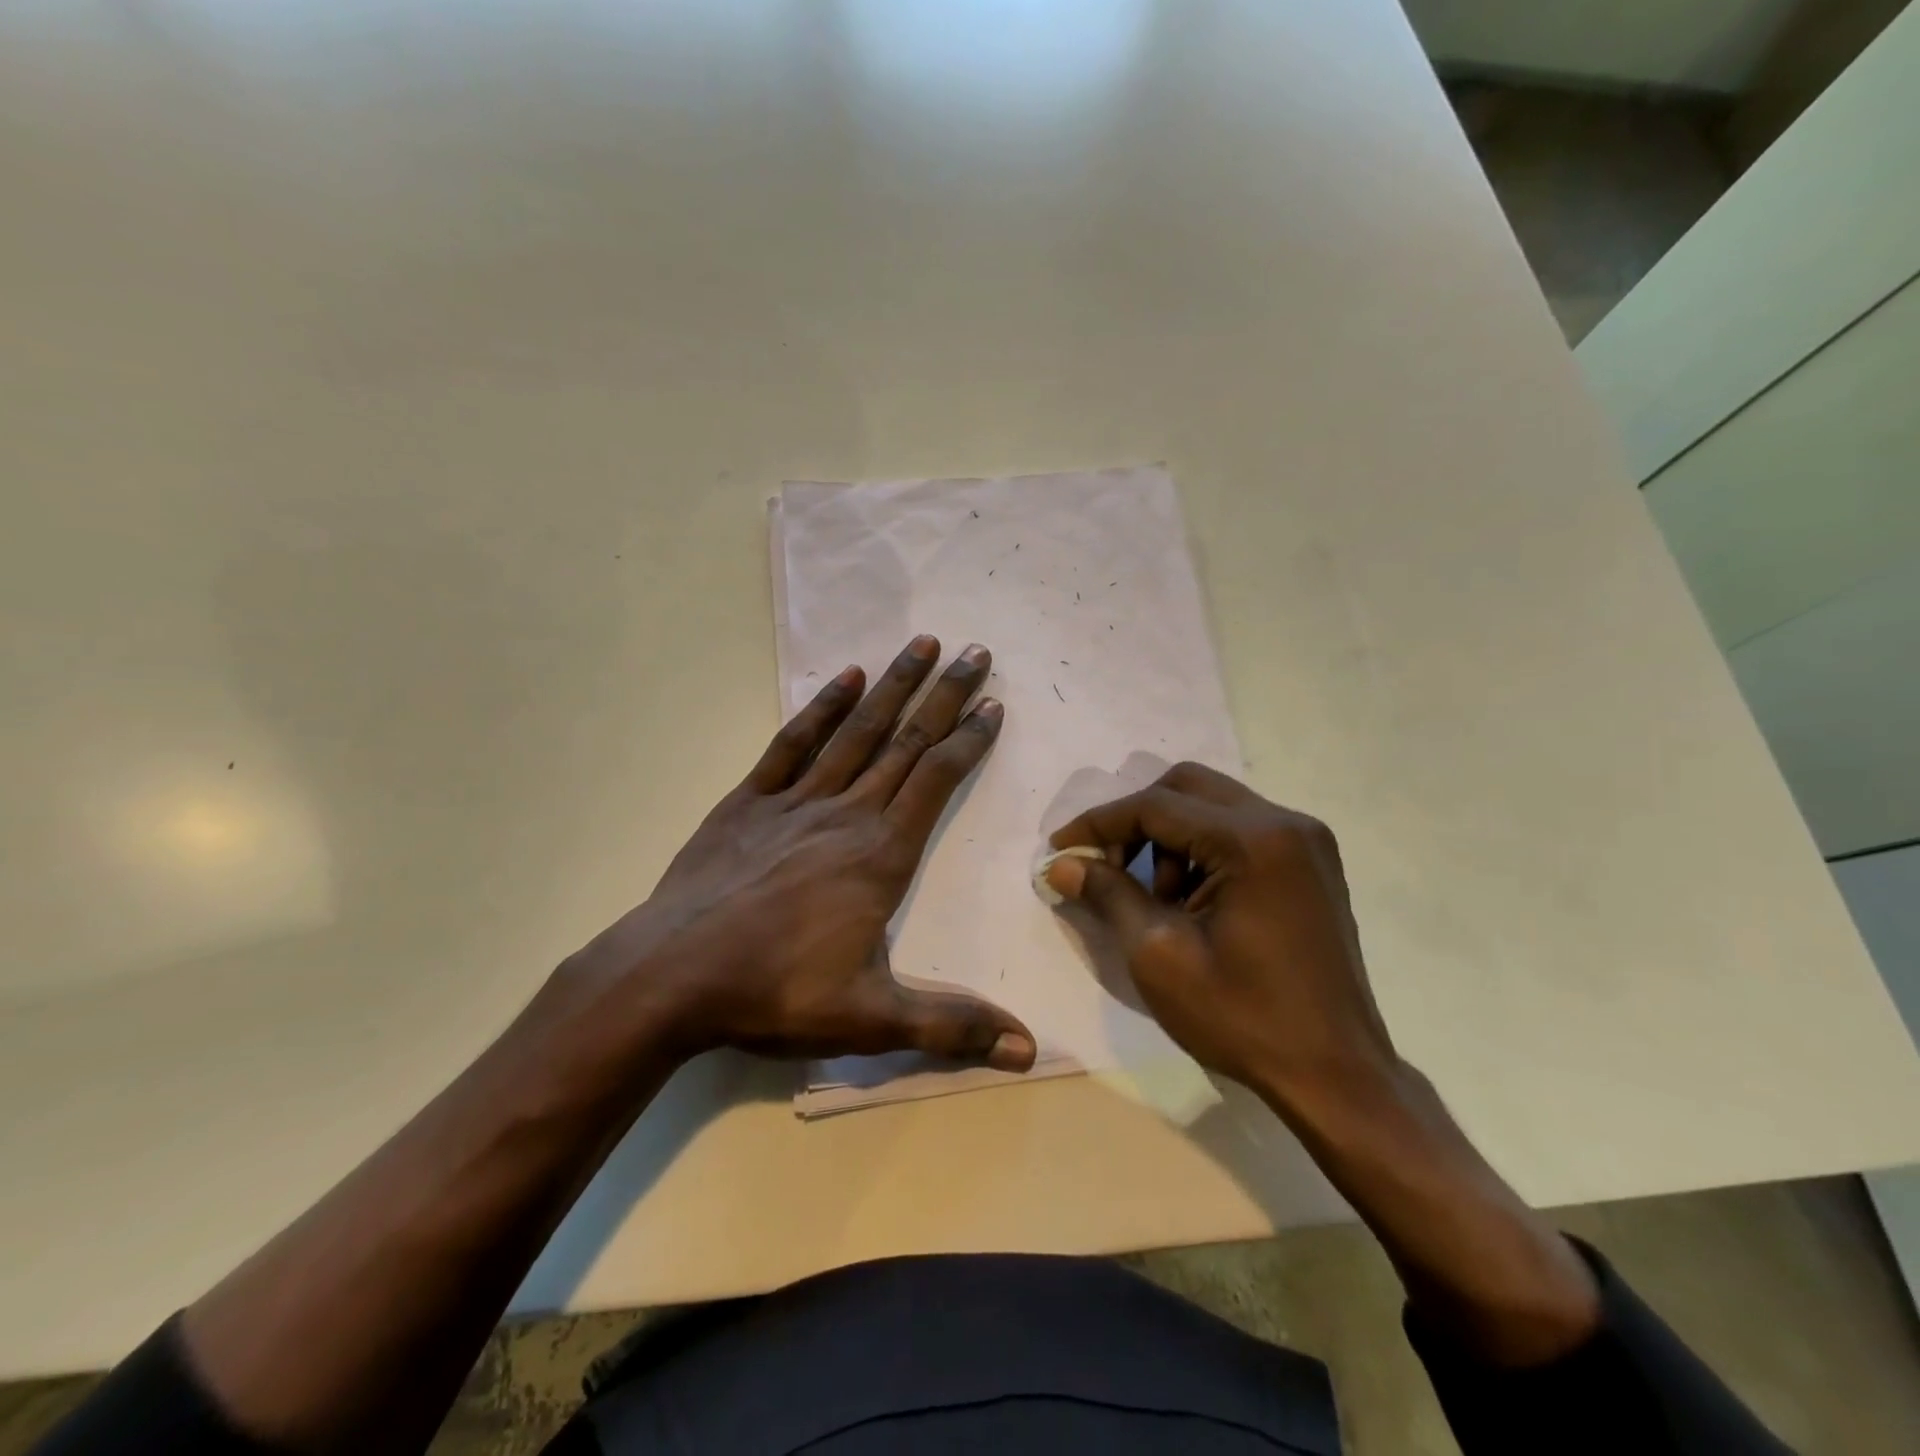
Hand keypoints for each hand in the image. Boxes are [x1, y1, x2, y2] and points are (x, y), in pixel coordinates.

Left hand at [559, 635, 1035, 1071]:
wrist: (671, 977)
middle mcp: (846, 813)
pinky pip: (791, 745)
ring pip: (855, 731)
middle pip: (905, 741)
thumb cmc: (775, 992)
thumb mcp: (871, 1020)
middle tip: (976, 652)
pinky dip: (820, 709)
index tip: (993, 704)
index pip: (936, 780)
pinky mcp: (749, 802)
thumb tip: (1030, 1052)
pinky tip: (843, 679)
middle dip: (944, 694)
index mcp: (881, 855)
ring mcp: (795, 802)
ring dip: (891, 685)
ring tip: (921, 645)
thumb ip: (952, 1027)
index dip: (969, 740)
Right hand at [1044, 762, 1394, 1108]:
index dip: (1099, 823)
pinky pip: (1240, 830)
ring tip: (1158, 899)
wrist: (1336, 1076)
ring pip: (1212, 805)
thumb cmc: (1243, 1018)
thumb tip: (1062, 864)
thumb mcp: (1159, 955)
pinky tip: (1193, 901)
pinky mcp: (1311, 863)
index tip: (1060, 849)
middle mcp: (1285, 822)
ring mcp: (1305, 841)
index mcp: (1253, 840)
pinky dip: (1202, 850)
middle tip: (1108, 867)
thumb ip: (1109, 894)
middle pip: (1186, 787)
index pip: (1156, 806)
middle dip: (1136, 821)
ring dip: (1170, 838)